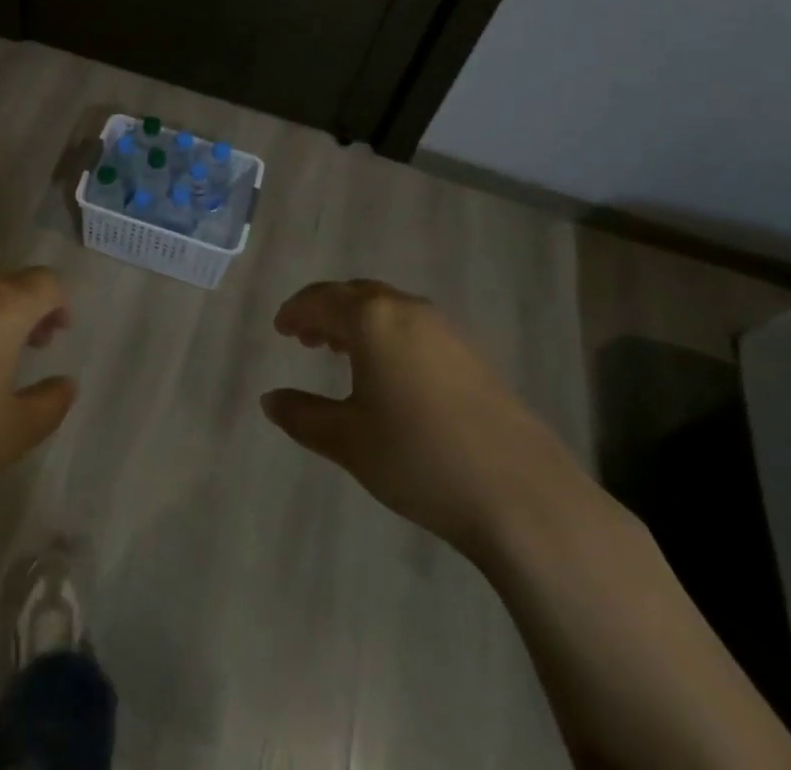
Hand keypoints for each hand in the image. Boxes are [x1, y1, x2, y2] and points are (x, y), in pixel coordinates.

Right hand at [261, 279, 588, 561]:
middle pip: (356, 295)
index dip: (296, 311)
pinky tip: (389, 374)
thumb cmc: (419, 458)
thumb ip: (303, 415)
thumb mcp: (348, 441)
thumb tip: (270, 400)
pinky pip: (414, 327)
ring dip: (359, 323)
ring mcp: (446, 330)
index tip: (280, 329)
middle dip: (326, 311)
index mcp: (373, 319)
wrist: (520, 494)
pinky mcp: (472, 355)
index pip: (322, 299)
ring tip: (341, 352)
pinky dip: (388, 336)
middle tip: (305, 338)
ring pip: (388, 309)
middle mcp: (408, 310)